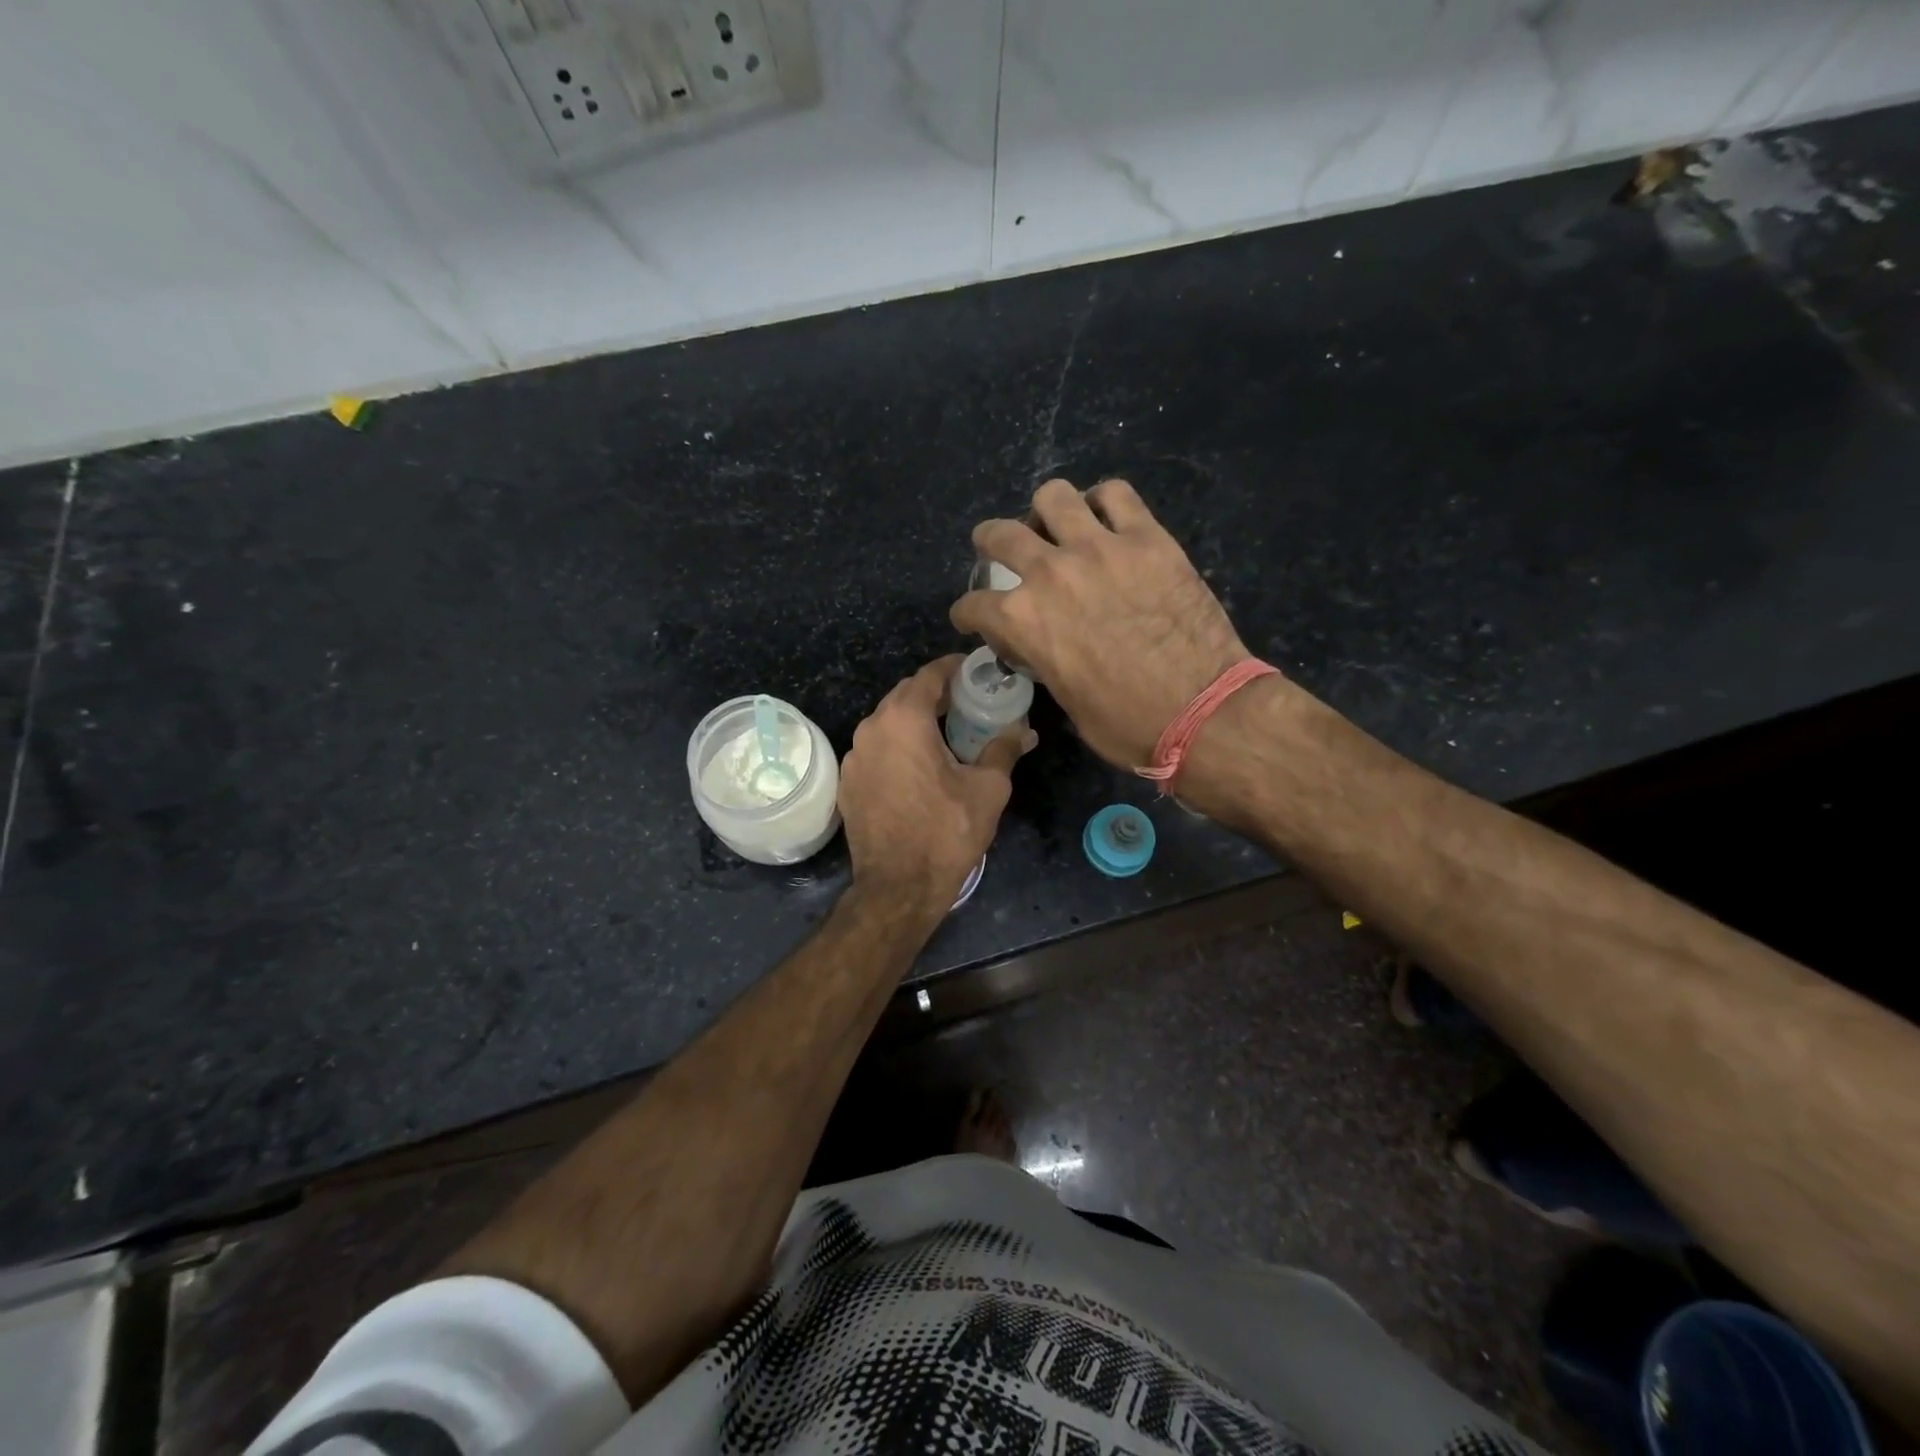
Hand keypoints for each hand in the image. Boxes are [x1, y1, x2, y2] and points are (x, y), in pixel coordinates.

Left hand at [839, 656, 1035, 911]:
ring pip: (887, 723)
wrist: (898, 887)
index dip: (954, 668)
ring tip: (946, 734)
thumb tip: (1024, 732)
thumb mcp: (987, 789)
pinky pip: (876, 749)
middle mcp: (871, 729)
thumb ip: (1004, 750)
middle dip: (936, 694)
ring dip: (915, 720)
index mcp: (904, 720)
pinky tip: (918, 767)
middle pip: (905, 695)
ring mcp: (854, 757)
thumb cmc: (946, 832)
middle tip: (968, 703)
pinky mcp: (848, 782)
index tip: (976, 671)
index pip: (929, 675)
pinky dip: (897, 746)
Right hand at [950, 478, 1249, 769]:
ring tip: (1056, 527)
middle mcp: (1049, 573)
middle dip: (989, 543)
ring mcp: (1099, 548)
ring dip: (1045, 512)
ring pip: (1052, 496)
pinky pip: (1115, 494)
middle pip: (999, 535)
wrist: (1202, 711)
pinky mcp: (1147, 538)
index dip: (969, 613)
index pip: (974, 605)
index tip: (975, 617)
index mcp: (1022, 621)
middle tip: (999, 550)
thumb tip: (1038, 644)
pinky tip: (1105, 519)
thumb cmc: (1126, 723)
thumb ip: (1042, 658)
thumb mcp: (1064, 698)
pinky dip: (1103, 502)